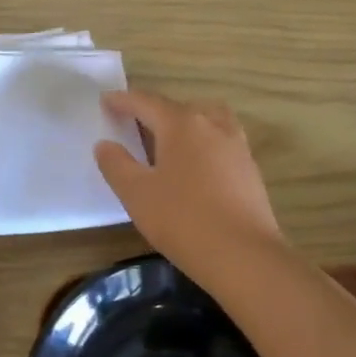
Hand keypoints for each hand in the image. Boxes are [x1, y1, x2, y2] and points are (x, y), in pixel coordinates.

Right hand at [94, 90, 285, 278]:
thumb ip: (116, 164)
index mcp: (180, 124)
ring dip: (185, 122)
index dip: (123, 100)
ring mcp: (236, 145)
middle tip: (134, 123)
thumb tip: (105, 144)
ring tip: (169, 140)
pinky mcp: (250, 168)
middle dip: (154, 111)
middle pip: (178, 107)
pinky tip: (195, 166)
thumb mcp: (137, 194)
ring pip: (207, 119)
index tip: (106, 100)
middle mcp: (211, 124)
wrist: (244, 256)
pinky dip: (203, 142)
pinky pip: (221, 141)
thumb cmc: (183, 220)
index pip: (146, 102)